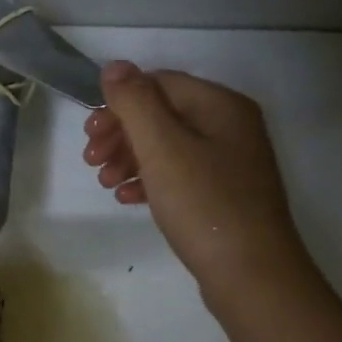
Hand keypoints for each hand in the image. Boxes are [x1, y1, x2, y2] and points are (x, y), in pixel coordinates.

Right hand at [83, 61, 308, 299]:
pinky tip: (128, 199)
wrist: (252, 274)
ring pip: (168, 147)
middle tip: (90, 160)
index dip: (119, 103)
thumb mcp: (162, 147)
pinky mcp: (224, 194)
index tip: (88, 133)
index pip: (159, 83)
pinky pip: (179, 175)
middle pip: (163, 114)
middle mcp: (230, 126)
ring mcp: (230, 162)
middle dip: (121, 134)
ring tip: (105, 184)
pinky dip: (150, 181)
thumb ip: (135, 102)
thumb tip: (115, 66)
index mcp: (220, 105)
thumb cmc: (203, 203)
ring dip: (130, 159)